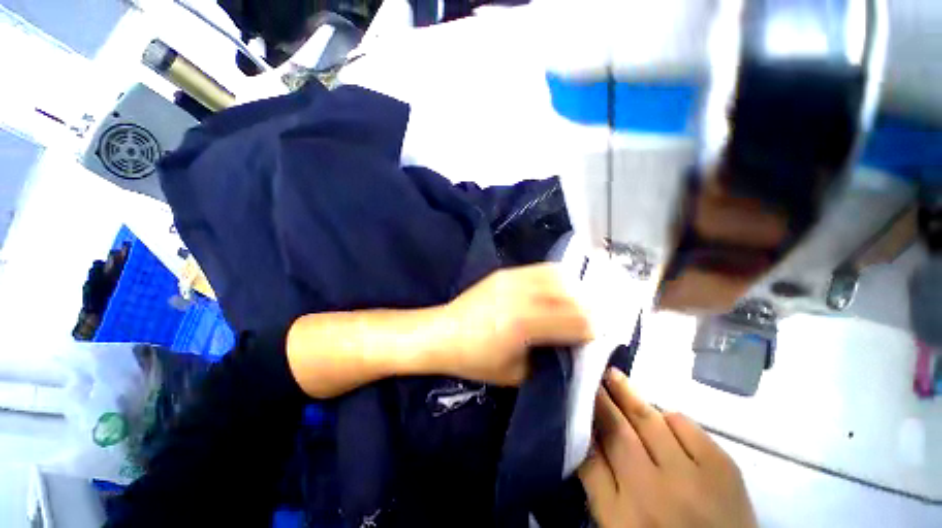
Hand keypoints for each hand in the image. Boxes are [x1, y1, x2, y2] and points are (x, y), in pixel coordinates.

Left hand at [435, 264, 592, 385]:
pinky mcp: (505, 272)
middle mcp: (521, 296)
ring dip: (574, 291)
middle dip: (588, 309)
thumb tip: (570, 346)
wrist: (443, 333)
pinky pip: (541, 269)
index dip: (591, 329)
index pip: (575, 320)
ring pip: (559, 277)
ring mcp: (512, 279)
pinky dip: (557, 279)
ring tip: (574, 305)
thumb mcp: (515, 373)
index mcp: (524, 325)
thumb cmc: (475, 359)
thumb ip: (548, 359)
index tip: (593, 337)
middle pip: (571, 295)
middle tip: (588, 321)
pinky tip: (556, 290)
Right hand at [579, 368, 756, 527]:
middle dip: (601, 399)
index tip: (575, 396)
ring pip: (650, 421)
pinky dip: (669, 416)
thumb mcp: (618, 523)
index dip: (581, 421)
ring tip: (615, 377)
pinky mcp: (725, 468)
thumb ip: (598, 481)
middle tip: (592, 374)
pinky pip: (686, 425)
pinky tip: (662, 417)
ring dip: (629, 396)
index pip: (591, 456)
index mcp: (622, 516)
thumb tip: (587, 433)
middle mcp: (654, 493)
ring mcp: (693, 478)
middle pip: (618, 432)